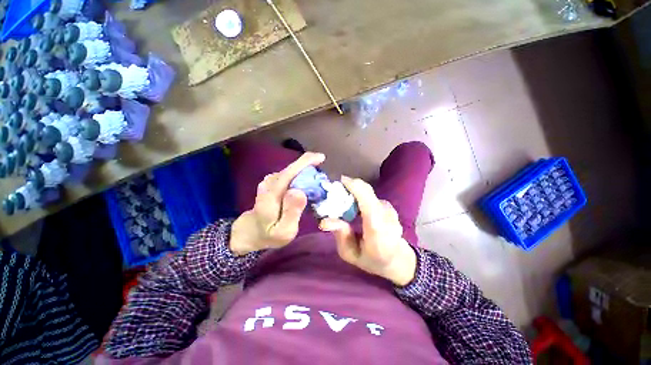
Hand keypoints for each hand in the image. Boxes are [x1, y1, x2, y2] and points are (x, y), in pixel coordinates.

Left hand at [230, 152, 325, 255]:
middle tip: (323, 179)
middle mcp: (269, 184)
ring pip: (291, 171)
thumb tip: (300, 191)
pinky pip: (289, 175)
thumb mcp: (283, 231)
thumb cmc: (269, 235)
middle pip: (292, 169)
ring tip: (317, 183)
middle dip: (310, 168)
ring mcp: (269, 182)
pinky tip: (307, 184)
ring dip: (306, 172)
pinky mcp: (272, 183)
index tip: (321, 158)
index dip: (305, 162)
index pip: (289, 172)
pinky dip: (301, 176)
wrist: (250, 233)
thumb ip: (291, 212)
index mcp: (271, 195)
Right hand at [320, 176, 416, 285]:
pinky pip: (370, 196)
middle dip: (349, 186)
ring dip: (353, 192)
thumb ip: (340, 236)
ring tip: (343, 202)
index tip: (339, 181)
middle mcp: (386, 214)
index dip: (353, 187)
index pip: (367, 201)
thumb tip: (325, 221)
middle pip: (367, 191)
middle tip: (335, 193)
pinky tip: (354, 207)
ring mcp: (389, 209)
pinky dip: (359, 196)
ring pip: (367, 192)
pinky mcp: (388, 206)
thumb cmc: (373, 260)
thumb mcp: (351, 254)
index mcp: (376, 228)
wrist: (398, 260)